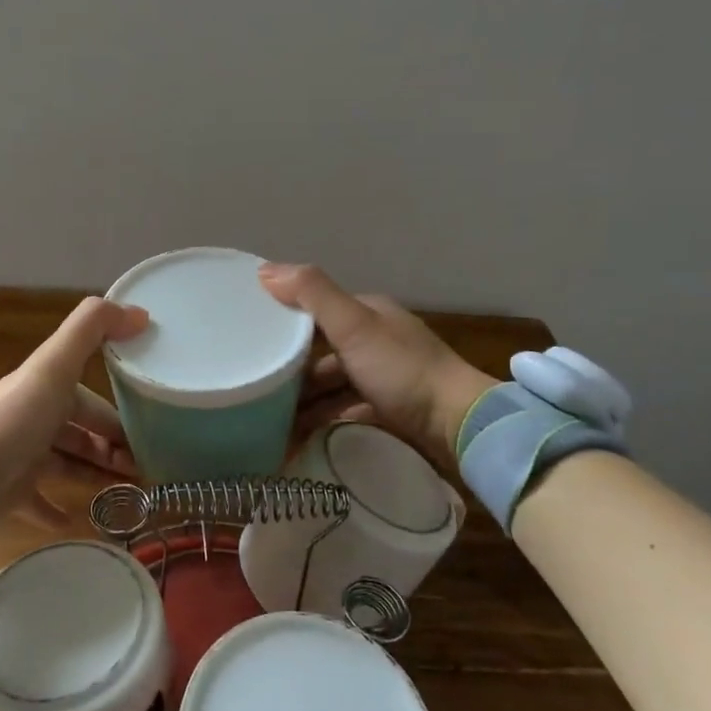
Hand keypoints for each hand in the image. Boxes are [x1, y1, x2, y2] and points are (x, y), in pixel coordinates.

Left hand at [0, 297, 148, 525]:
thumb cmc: (15, 419)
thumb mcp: (55, 365)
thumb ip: (92, 329)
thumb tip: (139, 312)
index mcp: (47, 389)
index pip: (93, 400)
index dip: (121, 416)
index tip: (153, 432)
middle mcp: (35, 420)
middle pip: (83, 432)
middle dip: (114, 447)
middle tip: (146, 469)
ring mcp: (22, 457)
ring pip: (68, 463)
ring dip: (97, 474)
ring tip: (130, 493)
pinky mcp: (10, 493)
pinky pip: (38, 502)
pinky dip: (56, 510)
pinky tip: (76, 521)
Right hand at [259, 263, 496, 467]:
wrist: (459, 426)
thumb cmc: (402, 370)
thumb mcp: (354, 326)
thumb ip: (313, 294)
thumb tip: (264, 270)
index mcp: (368, 314)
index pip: (316, 313)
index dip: (284, 325)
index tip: (250, 343)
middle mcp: (377, 342)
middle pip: (322, 355)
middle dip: (291, 375)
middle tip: (255, 395)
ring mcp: (385, 378)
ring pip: (333, 387)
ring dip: (305, 405)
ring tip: (271, 427)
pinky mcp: (390, 411)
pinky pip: (346, 413)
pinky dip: (324, 423)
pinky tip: (301, 440)